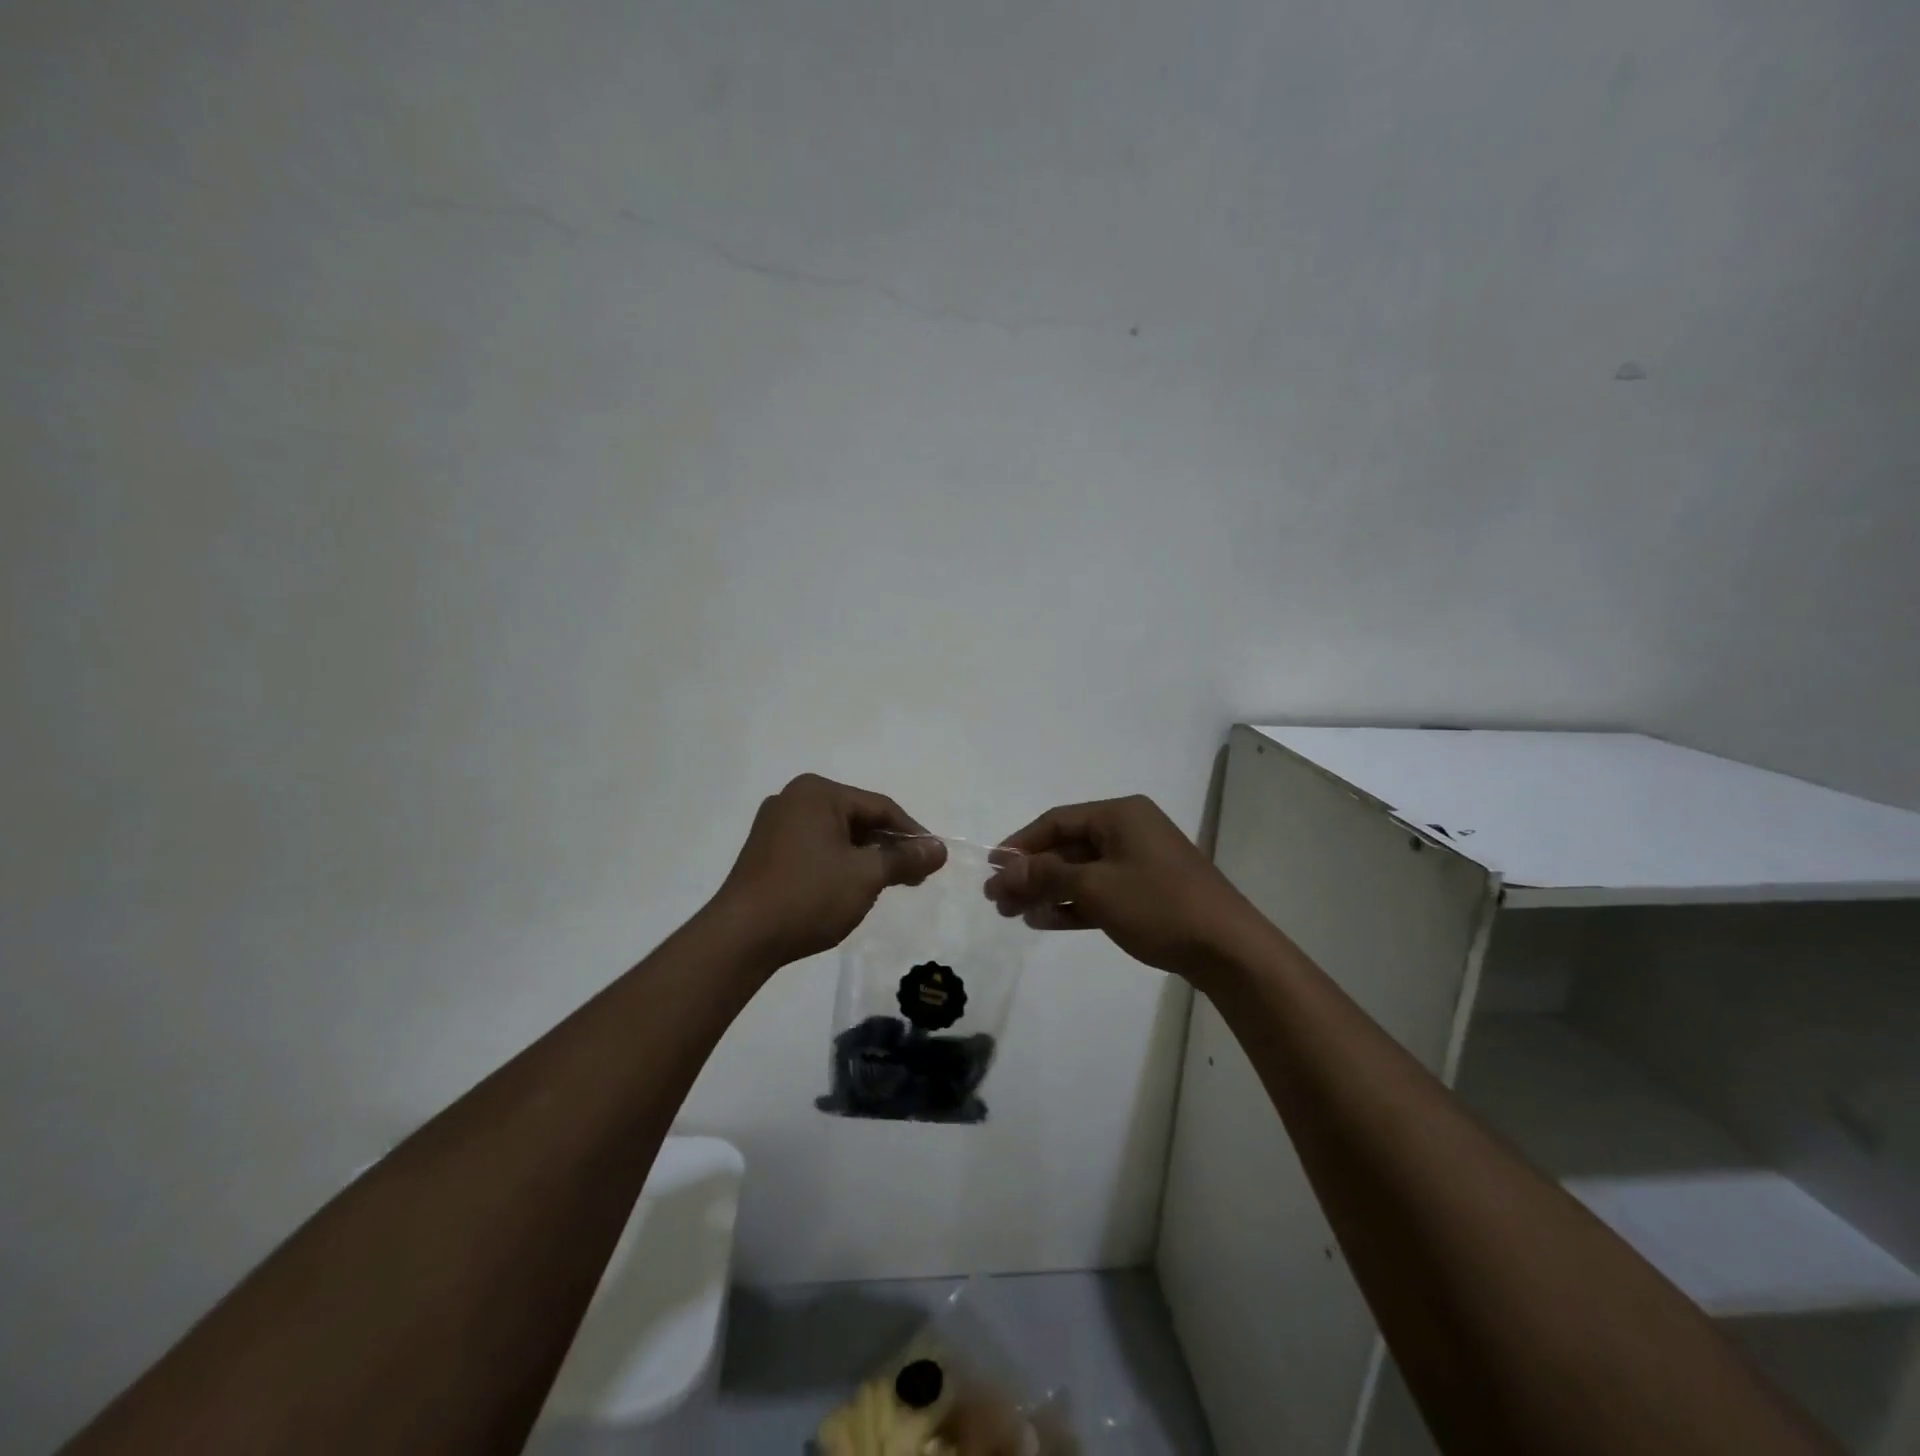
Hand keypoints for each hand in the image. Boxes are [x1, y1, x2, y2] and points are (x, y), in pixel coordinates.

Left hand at [713, 774, 946, 967]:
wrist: (741, 937)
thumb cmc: (809, 895)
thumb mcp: (866, 875)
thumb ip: (905, 858)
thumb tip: (940, 849)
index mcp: (817, 792)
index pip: (880, 807)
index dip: (912, 833)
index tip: (934, 859)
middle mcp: (793, 799)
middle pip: (857, 819)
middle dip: (888, 847)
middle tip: (915, 877)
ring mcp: (775, 825)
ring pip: (836, 836)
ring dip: (865, 858)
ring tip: (889, 885)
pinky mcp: (766, 852)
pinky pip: (815, 849)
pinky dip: (839, 864)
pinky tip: (852, 888)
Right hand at [986, 795, 1266, 983]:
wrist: (1227, 948)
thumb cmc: (1158, 905)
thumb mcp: (1095, 888)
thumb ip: (1045, 875)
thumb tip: (1002, 872)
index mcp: (1120, 815)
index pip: (1057, 821)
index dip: (1021, 844)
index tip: (992, 868)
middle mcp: (1129, 831)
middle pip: (1067, 846)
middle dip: (1031, 872)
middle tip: (997, 899)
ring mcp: (1139, 862)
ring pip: (1081, 871)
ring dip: (1047, 891)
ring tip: (1013, 914)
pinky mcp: (1146, 892)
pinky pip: (1099, 891)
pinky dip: (1072, 904)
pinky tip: (1043, 921)